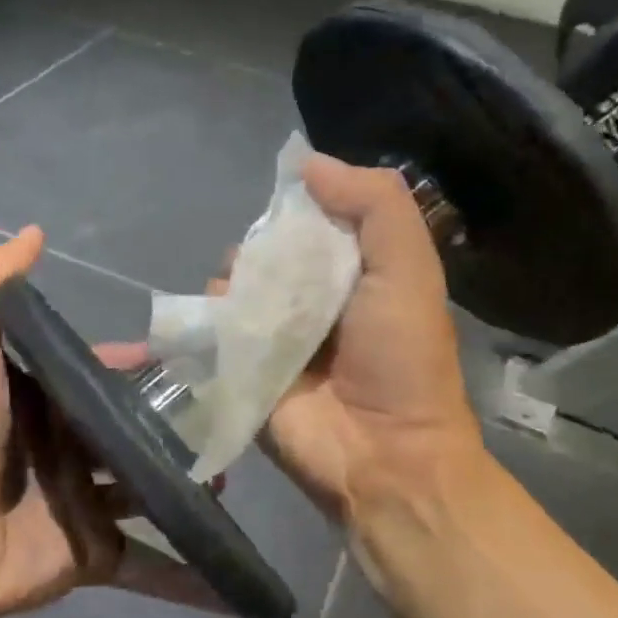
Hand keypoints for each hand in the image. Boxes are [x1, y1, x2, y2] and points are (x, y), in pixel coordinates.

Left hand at [0, 228, 219, 617]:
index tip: (197, 360)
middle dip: (180, 427)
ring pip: (150, 492)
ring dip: (192, 487)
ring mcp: (84, 504)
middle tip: (234, 418)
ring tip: (237, 473)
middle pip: (135, 434)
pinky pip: (149, 565)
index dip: (142, 366)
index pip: (105, 376)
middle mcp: (67, 449)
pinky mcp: (94, 556)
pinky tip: (234, 576)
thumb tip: (34, 231)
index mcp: (45, 401)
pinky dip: (188, 576)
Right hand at [247, 156, 487, 555]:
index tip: (290, 205)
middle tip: (271, 269)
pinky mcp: (241, 368)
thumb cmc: (401, 358)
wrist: (380, 454)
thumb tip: (308, 163)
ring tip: (249, 306)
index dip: (298, 207)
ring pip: (233, 287)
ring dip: (233, 284)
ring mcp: (272, 336)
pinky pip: (212, 330)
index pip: (311, 221)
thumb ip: (373, 205)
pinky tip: (223, 324)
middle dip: (261, 249)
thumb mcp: (408, 267)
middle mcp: (309, 300)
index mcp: (351, 272)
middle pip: (266, 252)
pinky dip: (210, 319)